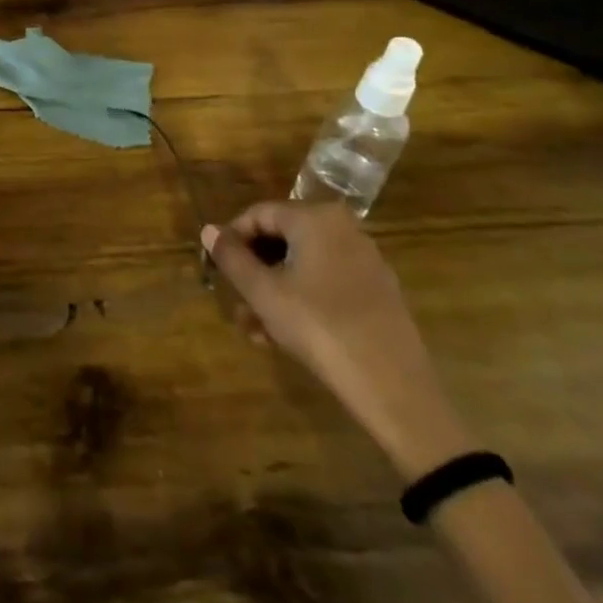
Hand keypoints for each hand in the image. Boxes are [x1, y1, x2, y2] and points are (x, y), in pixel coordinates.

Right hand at [202, 200, 477, 477]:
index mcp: (316, 218)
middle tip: (236, 303)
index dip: (232, 239)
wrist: (394, 388)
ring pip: (304, 265)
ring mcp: (366, 260)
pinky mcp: (378, 292)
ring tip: (256, 330)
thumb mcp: (264, 293)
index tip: (216, 270)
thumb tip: (208, 230)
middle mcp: (344, 228)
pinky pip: (327, 282)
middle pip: (283, 239)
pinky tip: (287, 335)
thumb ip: (232, 258)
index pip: (259, 214)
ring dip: (274, 291)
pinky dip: (303, 299)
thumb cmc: (319, 328)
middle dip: (254, 271)